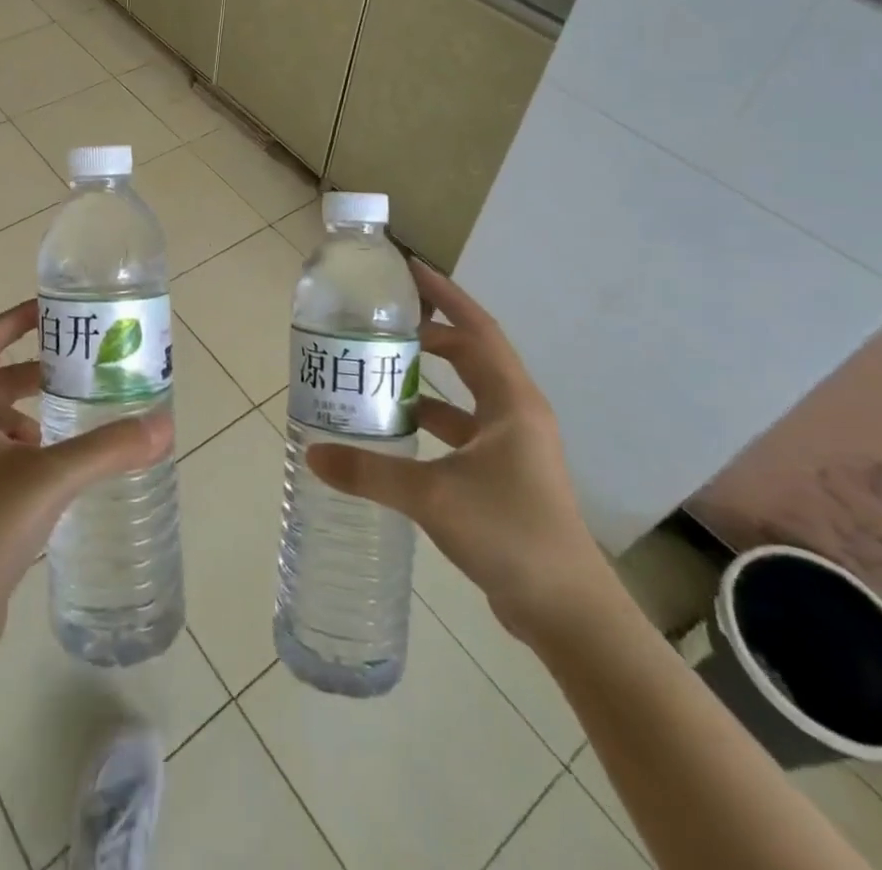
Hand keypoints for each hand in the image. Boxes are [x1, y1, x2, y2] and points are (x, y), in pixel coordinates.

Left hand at [0, 300, 173, 655]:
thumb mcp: (49, 480)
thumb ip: (106, 449)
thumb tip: (163, 425)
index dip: (16, 321)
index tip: (54, 311)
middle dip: (36, 370)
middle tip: (81, 366)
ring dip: (32, 411)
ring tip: (76, 417)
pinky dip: (29, 447)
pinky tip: (60, 469)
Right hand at [305, 260, 614, 642]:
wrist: (567, 611)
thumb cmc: (509, 533)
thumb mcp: (433, 496)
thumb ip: (370, 472)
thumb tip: (314, 453)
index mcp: (511, 401)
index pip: (477, 329)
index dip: (445, 296)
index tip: (410, 271)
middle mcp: (516, 413)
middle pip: (471, 354)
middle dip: (431, 332)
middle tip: (384, 319)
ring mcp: (513, 445)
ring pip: (466, 393)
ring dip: (430, 377)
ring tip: (382, 366)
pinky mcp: (506, 473)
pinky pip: (463, 427)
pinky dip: (433, 417)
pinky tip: (399, 426)